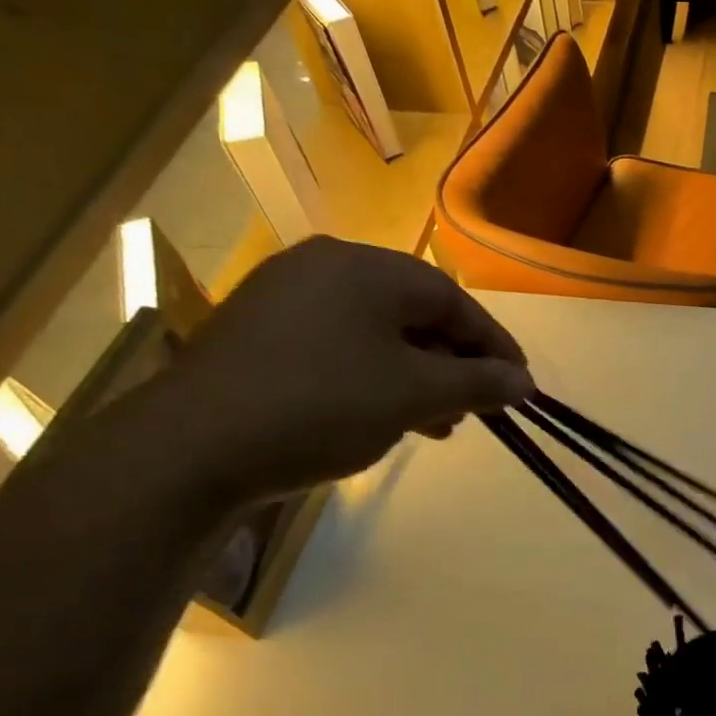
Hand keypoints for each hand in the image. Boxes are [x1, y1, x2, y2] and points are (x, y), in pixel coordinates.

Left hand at [144, 238, 532, 502]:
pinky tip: (384, 417)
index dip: (494, 345)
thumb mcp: (415, 395)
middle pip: (415, 315)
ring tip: (437, 425)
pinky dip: (375, 379)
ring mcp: (285, 299)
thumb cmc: (323, 405)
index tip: (520, 386)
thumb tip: (524, 382)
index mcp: (365, 268)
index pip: (453, 300)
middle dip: (454, 366)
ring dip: (417, 378)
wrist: (191, 448)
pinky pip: (340, 348)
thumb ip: (478, 383)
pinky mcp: (260, 334)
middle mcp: (324, 268)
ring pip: (378, 335)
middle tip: (476, 409)